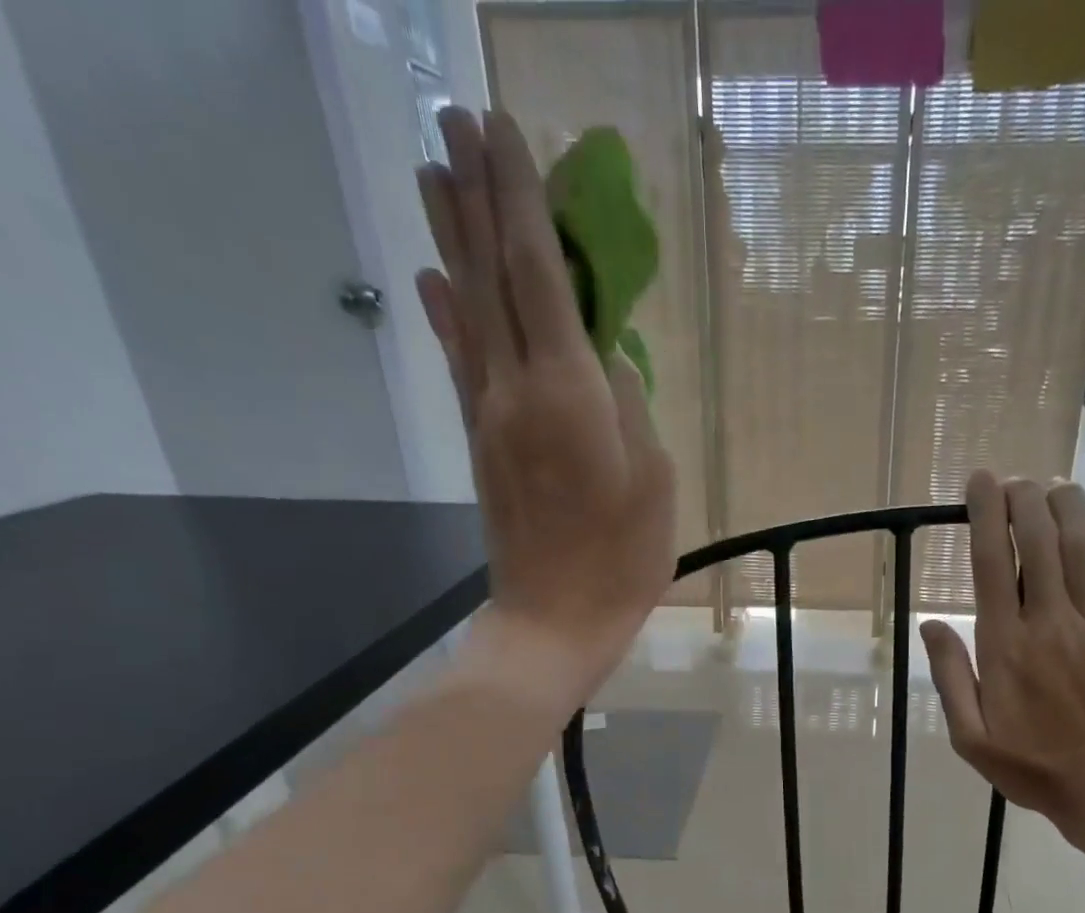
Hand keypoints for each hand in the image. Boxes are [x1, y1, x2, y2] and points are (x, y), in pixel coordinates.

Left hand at [415, 108, 675, 687]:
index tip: (505, 132)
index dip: (521, 202)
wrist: (554, 620)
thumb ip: (629, 407)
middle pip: (490, 277)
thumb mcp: (653, 483)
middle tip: (455, 119)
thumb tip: (603, 358)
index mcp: (568, 394)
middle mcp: (516, 388)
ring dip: (449, 237)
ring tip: (431, 171)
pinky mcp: (481, 443)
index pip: (539, 277)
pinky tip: (432, 280)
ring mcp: (490, 415)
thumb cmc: (622, 560)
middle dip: (474, 194)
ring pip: (467, 310)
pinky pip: (461, 364)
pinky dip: (445, 315)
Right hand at [921, 475, 1084, 852]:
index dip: (984, 515)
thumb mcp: (971, 739)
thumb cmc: (1036, 770)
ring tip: (1056, 485)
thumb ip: (951, 679)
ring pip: (1082, 545)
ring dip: (1068, 504)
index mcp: (1003, 647)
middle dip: (1024, 499)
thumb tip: (930, 624)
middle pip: (1036, 541)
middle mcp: (1048, 623)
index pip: (990, 564)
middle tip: (1016, 481)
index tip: (981, 482)